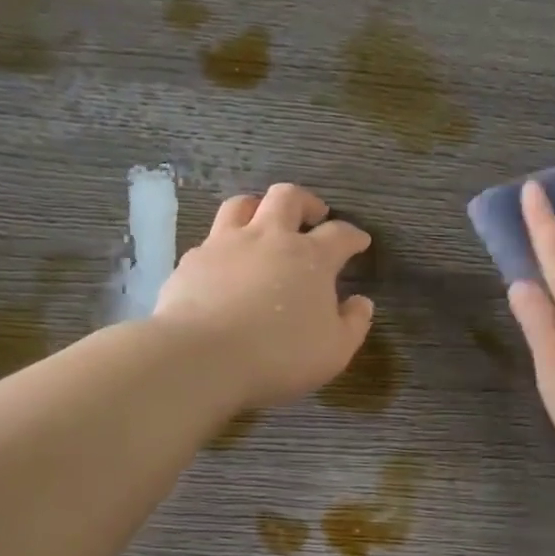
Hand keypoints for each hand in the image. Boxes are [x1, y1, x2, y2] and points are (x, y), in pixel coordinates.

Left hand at [153, 184, 374, 406]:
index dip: (353, 236)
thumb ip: (353, 324)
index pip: (339, 234)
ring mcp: (225, 244)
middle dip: (306, 202)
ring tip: (264, 224)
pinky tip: (225, 266)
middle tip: (314, 216)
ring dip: (259, 208)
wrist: (202, 357)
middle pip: (288, 198)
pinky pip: (211, 240)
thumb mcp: (334, 351)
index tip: (360, 242)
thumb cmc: (279, 355)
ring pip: (242, 205)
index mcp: (310, 257)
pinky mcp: (192, 261)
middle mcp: (268, 238)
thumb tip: (361, 302)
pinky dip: (225, 246)